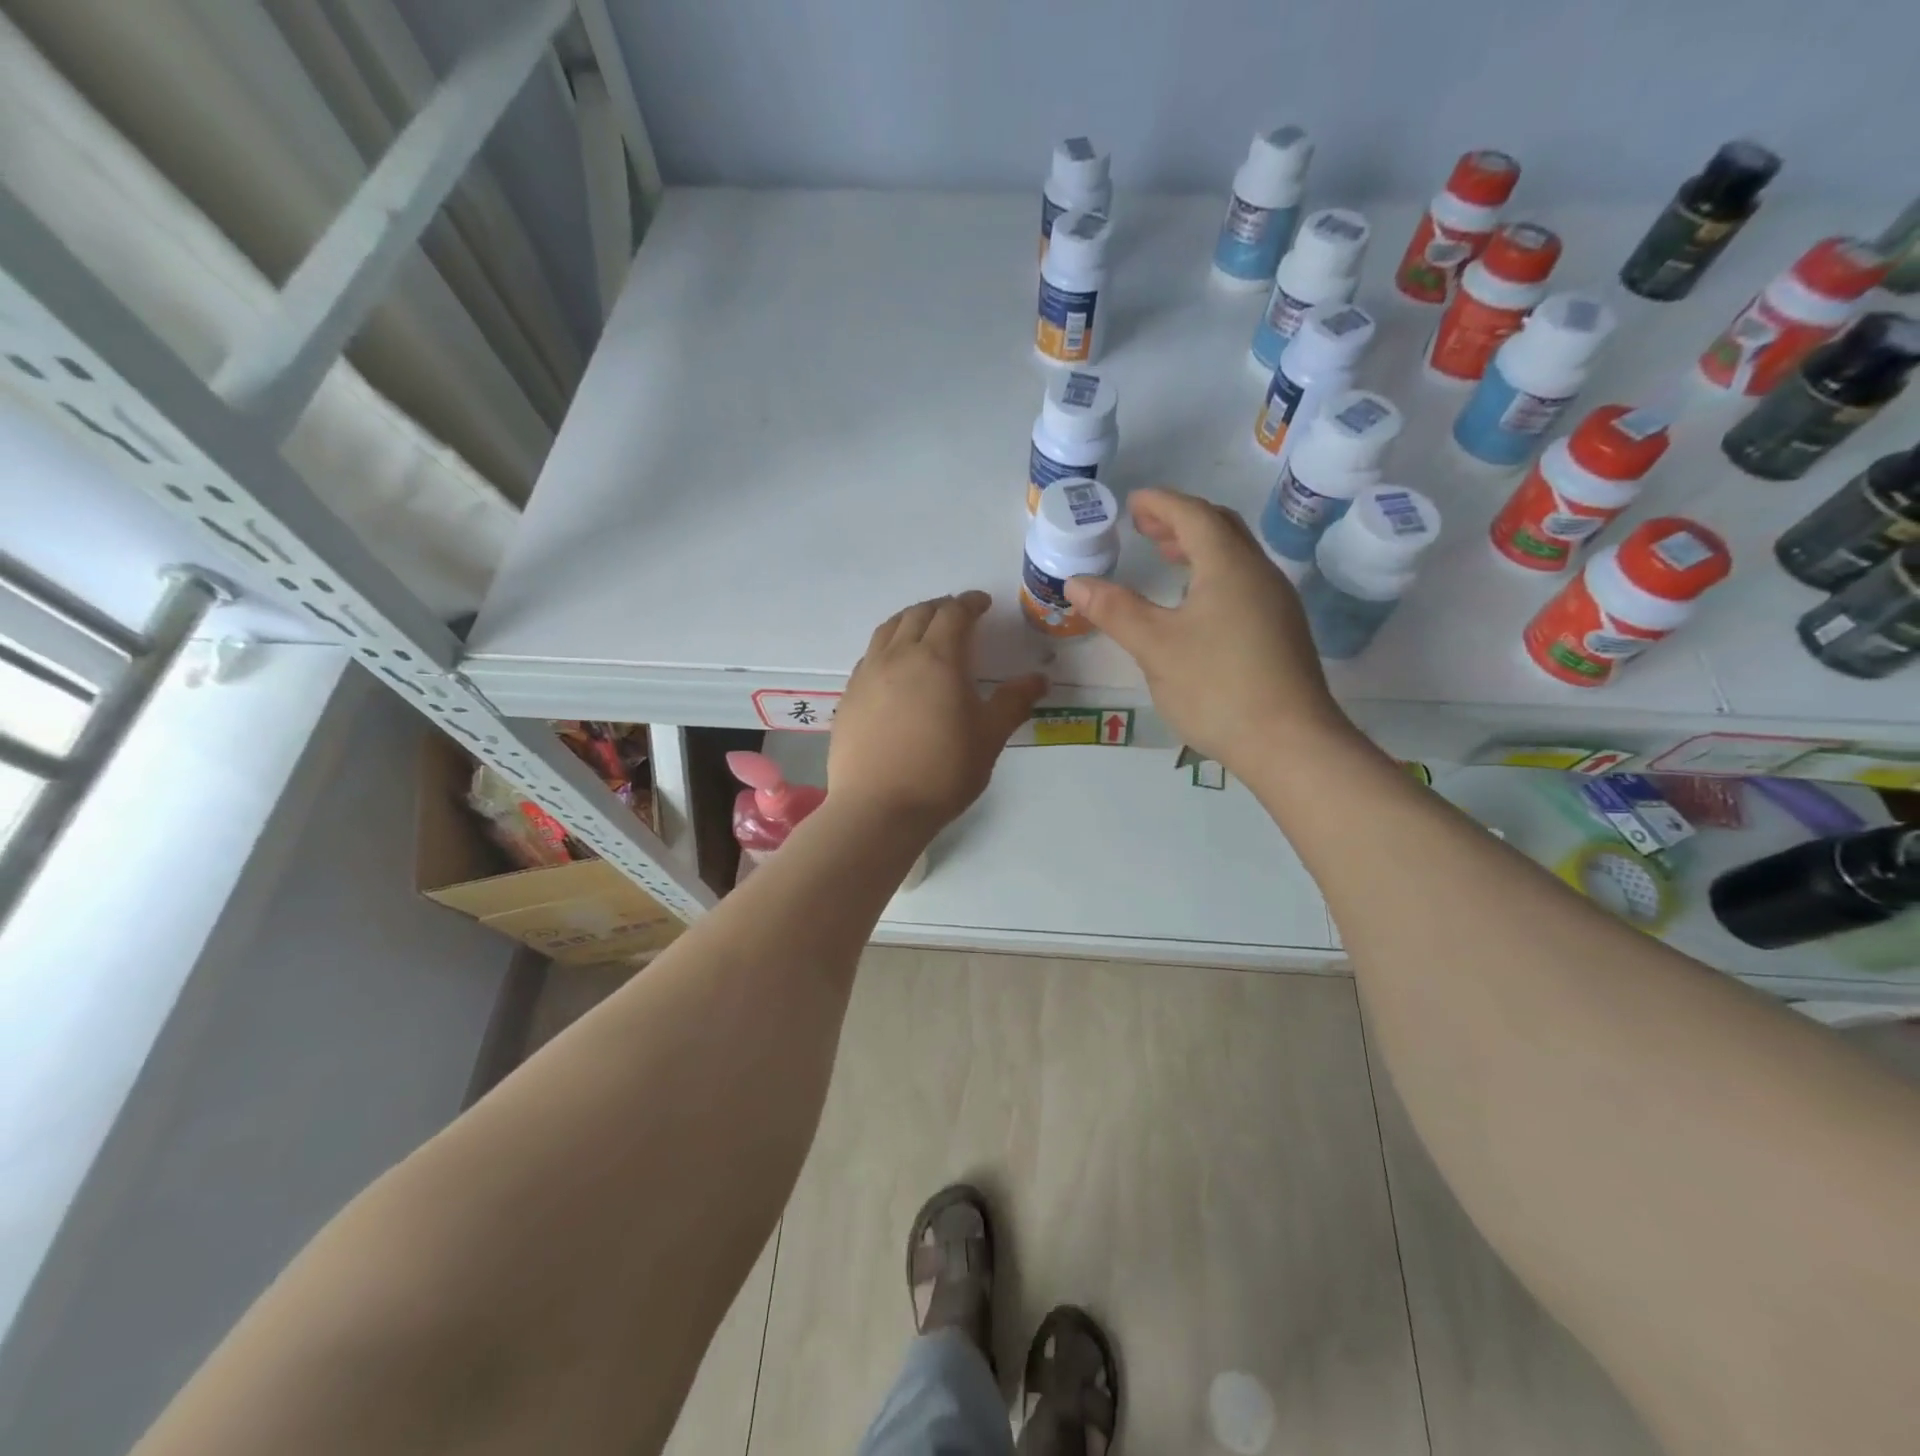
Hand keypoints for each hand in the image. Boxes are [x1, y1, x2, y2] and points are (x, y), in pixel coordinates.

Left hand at [828, 592, 1046, 831]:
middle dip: (941, 607)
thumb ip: (1013, 702)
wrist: (878, 808)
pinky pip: (870, 655)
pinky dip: (888, 646)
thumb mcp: (989, 737)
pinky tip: (894, 666)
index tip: (982, 604)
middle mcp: (898, 656)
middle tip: (957, 615)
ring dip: (910, 620)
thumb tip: (1039, 679)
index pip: (954, 614)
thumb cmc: (942, 772)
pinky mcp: (849, 696)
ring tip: (923, 629)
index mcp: (937, 658)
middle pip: (918, 614)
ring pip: (888, 629)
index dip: (970, 603)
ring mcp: (868, 674)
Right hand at [1064, 489, 1352, 772]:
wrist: (1289, 743)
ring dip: (1198, 549)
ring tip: (1166, 558)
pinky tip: (1193, 606)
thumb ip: (1115, 610)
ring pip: (1235, 558)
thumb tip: (1076, 582)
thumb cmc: (1217, 687)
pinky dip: (1212, 575)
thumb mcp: (1155, 647)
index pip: (1193, 515)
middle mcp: (1259, 575)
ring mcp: (1276, 604)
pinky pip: (1242, 584)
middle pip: (1221, 528)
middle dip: (1180, 521)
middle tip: (1144, 528)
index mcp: (1229, 566)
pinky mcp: (1281, 632)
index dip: (1160, 503)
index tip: (1132, 503)